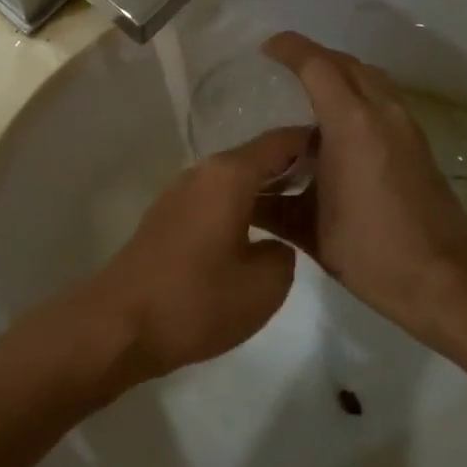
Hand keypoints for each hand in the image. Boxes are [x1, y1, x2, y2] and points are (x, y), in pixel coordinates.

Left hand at [69, 127, 307, 389]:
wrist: (119, 325)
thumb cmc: (196, 301)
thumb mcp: (265, 285)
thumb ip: (284, 254)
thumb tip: (272, 245)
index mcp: (229, 175)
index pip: (281, 142)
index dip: (314, 143)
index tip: (348, 157)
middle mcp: (201, 173)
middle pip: (256, 159)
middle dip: (293, 170)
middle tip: (332, 191)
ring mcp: (179, 195)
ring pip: (234, 182)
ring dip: (265, 192)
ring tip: (302, 216)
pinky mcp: (166, 220)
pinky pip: (214, 202)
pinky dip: (240, 209)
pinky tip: (257, 236)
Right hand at [258, 31, 466, 334]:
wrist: (441, 280)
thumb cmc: (368, 251)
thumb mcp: (307, 229)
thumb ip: (270, 205)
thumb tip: (240, 194)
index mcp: (352, 125)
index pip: (318, 66)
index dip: (290, 49)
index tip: (265, 49)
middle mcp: (383, 114)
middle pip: (347, 64)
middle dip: (314, 57)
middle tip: (283, 67)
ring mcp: (407, 129)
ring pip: (371, 79)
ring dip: (339, 74)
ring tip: (308, 93)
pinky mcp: (419, 146)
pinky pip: (383, 101)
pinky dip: (357, 96)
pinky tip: (337, 131)